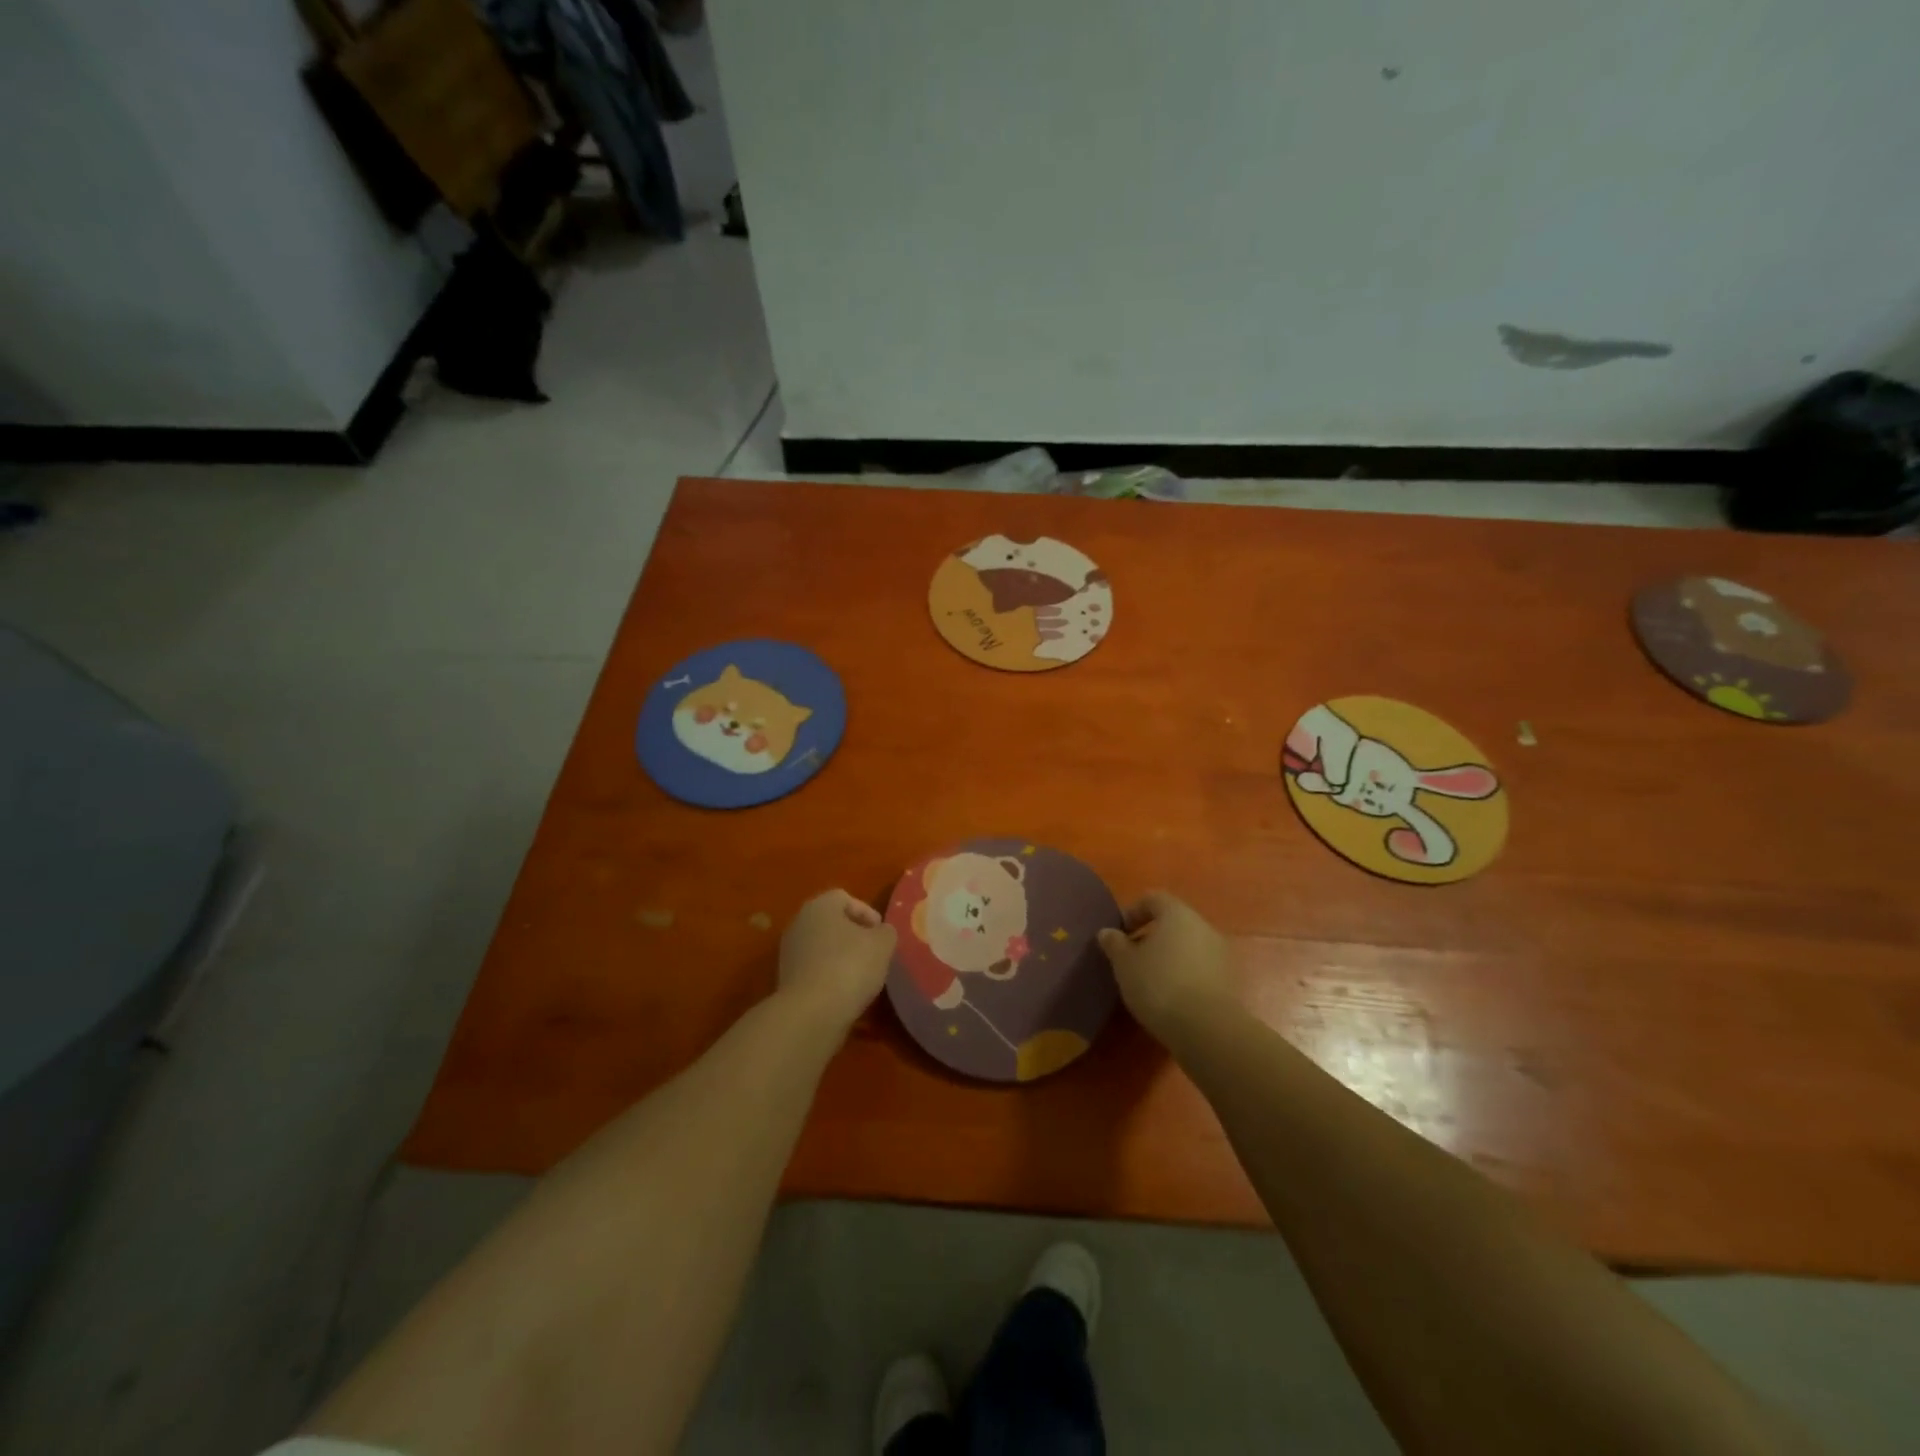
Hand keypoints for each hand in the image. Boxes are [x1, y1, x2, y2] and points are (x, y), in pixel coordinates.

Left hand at [777, 889, 896, 1027]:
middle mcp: (799, 922)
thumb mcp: (883, 944)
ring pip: (822, 947)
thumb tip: (881, 932)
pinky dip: (829, 976)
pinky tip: (844, 992)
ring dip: (841, 957)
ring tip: (861, 976)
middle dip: (854, 935)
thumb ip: (886, 932)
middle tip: (873, 953)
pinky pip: (814, 969)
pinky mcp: (786, 979)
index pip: (845, 898)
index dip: (867, 912)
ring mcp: (789, 952)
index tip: (881, 934)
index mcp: (820, 906)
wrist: (811, 1013)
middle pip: (831, 922)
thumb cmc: (850, 966)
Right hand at [1097, 891, 1233, 1041]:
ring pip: (1188, 946)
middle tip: (1131, 958)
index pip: (1153, 899)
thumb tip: (1108, 932)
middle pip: (1173, 922)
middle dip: (1150, 936)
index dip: (1132, 912)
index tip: (1119, 934)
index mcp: (1177, 914)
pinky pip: (1200, 967)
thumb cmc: (1158, 984)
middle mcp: (1203, 926)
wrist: (1207, 1029)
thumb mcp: (1124, 964)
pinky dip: (1184, 974)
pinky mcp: (1229, 980)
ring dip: (1168, 957)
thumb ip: (1114, 944)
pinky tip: (1170, 996)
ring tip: (1149, 980)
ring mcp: (1220, 953)